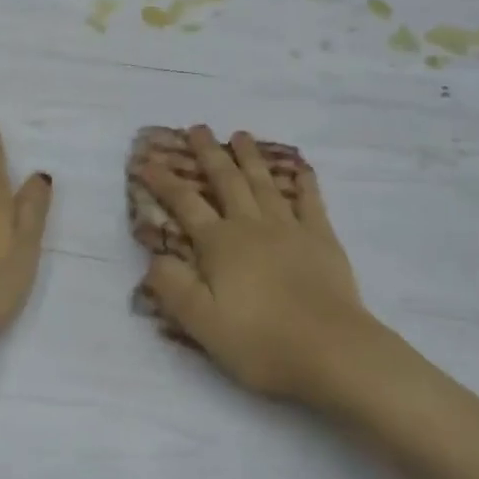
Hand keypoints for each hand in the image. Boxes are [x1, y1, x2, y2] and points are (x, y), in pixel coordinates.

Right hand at [140, 126, 383, 401]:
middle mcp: (252, 226)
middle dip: (209, 153)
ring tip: (240, 135)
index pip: (185, 204)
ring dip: (250, 157)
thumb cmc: (260, 341)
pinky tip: (301, 167)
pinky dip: (304, 181)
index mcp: (220, 244)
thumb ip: (173, 287)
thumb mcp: (202, 323)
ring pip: (264, 183)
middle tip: (198, 128)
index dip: (164, 181)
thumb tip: (154, 257)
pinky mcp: (321, 238)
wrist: (331, 349)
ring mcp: (289, 228)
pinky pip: (310, 200)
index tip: (147, 160)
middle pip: (226, 181)